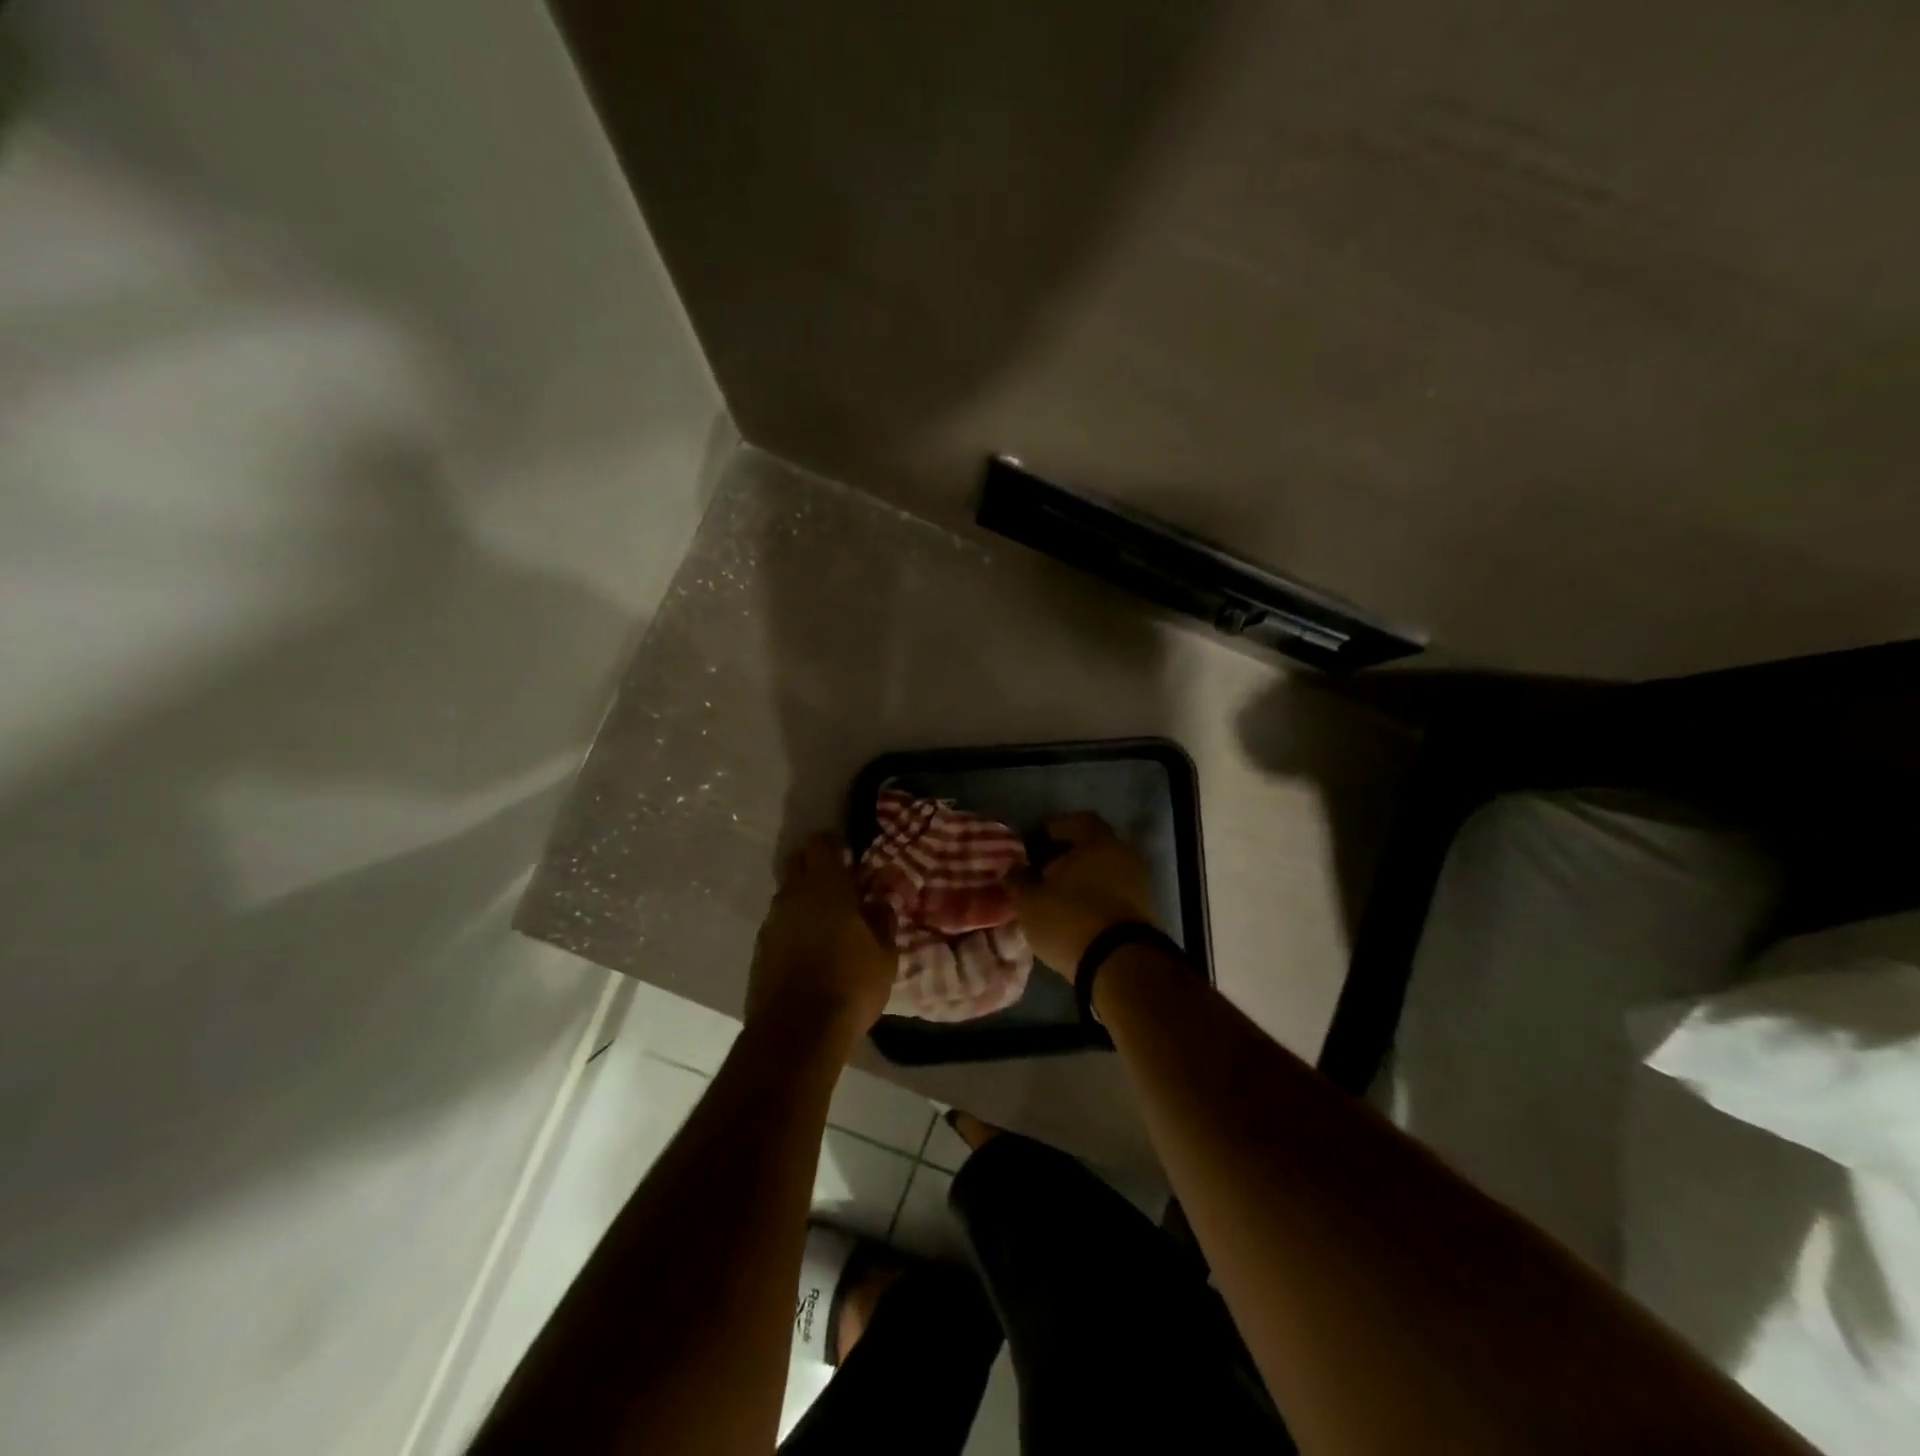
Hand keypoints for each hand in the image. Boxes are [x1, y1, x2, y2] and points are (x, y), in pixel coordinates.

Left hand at [747, 834, 896, 1037]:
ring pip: (787, 895)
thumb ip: (883, 919)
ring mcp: (771, 923)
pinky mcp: (759, 950)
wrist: (796, 1033)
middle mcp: (792, 896)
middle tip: (841, 885)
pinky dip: (794, 926)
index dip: (835, 845)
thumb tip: (880, 900)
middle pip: (799, 864)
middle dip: (817, 866)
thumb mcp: (884, 954)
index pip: (821, 844)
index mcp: (825, 886)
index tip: (851, 857)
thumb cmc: (850, 984)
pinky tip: (810, 948)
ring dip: (805, 899)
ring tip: (828, 921)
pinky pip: (779, 924)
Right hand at [1009, 812, 1156, 975]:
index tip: (1036, 845)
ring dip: (1083, 881)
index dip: (1056, 829)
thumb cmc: (1070, 919)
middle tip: (1043, 873)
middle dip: (1069, 857)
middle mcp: (1124, 855)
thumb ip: (1018, 881)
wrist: (1120, 964)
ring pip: (1105, 873)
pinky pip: (1115, 895)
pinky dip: (1097, 900)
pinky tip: (1077, 916)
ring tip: (1057, 899)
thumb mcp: (1030, 902)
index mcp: (1098, 841)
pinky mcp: (1144, 913)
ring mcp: (1139, 884)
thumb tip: (1012, 869)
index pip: (1078, 821)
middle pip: (1094, 847)